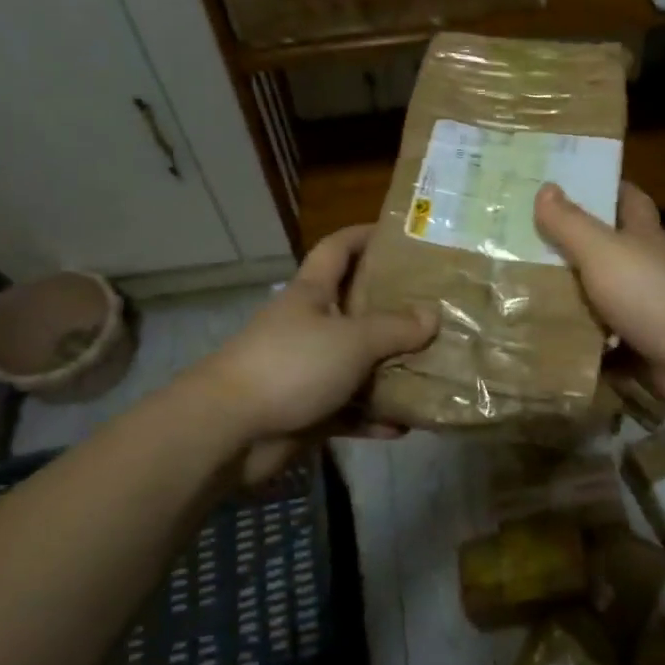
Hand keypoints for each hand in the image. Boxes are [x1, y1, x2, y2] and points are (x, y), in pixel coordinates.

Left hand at [194, 225, 437, 475]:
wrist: (228, 430)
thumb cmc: (291, 365)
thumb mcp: (352, 340)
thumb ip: (395, 328)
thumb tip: (432, 316)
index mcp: (311, 293)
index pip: (337, 249)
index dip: (364, 235)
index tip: (400, 235)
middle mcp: (309, 326)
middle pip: (355, 307)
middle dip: (393, 308)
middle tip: (436, 309)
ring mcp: (307, 370)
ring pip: (357, 363)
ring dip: (390, 370)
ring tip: (433, 370)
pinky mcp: (306, 411)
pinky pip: (349, 409)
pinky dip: (373, 417)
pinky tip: (405, 425)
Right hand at [534, 182, 664, 409]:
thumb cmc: (652, 292)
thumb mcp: (602, 251)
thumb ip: (571, 223)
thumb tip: (545, 187)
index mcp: (642, 234)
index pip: (627, 199)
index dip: (602, 187)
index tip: (565, 185)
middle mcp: (646, 267)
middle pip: (606, 249)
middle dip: (571, 246)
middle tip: (521, 243)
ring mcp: (644, 309)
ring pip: (599, 297)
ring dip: (568, 297)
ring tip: (519, 293)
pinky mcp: (639, 346)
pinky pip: (600, 340)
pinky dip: (578, 341)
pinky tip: (544, 340)